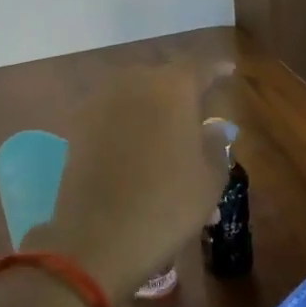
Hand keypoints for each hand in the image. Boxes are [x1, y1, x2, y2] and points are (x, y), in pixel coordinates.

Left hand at [35, 63, 231, 296]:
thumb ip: (216, 144)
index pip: (200, 66)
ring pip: (135, 96)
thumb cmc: (167, 206)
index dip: (217, 69)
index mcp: (172, 88)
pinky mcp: (77, 129)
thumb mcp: (210, 179)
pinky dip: (130, 127)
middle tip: (198, 113)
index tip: (229, 71)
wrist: (98, 240)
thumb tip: (215, 126)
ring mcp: (100, 105)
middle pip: (163, 78)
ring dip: (154, 110)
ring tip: (169, 138)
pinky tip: (140, 151)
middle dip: (182, 92)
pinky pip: (113, 116)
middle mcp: (133, 84)